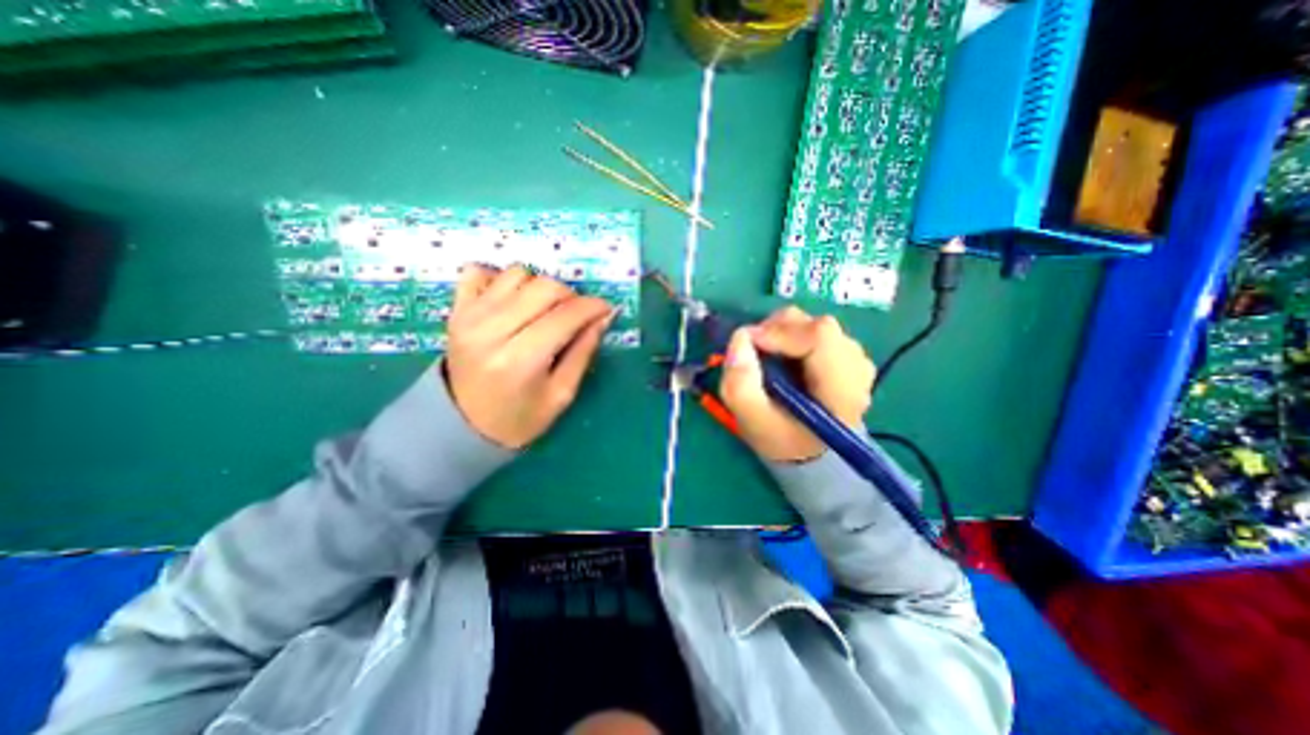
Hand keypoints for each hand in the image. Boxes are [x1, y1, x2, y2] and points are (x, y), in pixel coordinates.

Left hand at [444, 265, 610, 447]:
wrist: (462, 425)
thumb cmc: (519, 418)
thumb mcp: (561, 394)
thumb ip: (584, 352)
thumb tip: (604, 317)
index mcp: (520, 360)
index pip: (566, 316)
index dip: (593, 307)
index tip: (606, 310)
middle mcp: (492, 331)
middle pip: (545, 287)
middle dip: (571, 296)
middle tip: (577, 315)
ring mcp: (469, 316)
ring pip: (518, 273)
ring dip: (540, 287)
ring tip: (544, 310)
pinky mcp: (456, 309)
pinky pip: (479, 270)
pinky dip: (501, 278)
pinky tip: (512, 299)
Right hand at [721, 307, 872, 462]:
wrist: (811, 453)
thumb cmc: (783, 440)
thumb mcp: (753, 421)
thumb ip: (741, 384)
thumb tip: (740, 337)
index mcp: (842, 387)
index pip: (819, 335)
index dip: (778, 332)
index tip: (748, 344)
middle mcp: (856, 365)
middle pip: (816, 325)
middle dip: (776, 331)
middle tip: (753, 353)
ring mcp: (854, 357)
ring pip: (813, 324)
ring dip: (782, 335)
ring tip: (767, 360)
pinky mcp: (845, 353)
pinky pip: (814, 331)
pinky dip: (791, 338)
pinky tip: (784, 361)